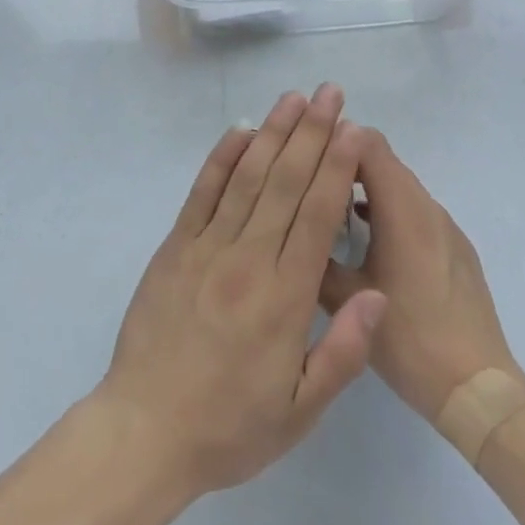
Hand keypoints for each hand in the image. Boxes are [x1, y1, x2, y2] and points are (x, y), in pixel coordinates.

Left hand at [93, 85, 387, 499]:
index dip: (336, 166)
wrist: (145, 431)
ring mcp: (207, 246)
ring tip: (294, 99)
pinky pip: (202, 191)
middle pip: (285, 183)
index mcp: (283, 299)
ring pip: (247, 176)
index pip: (316, 216)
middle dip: (312, 133)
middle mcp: (247, 259)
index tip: (352, 129)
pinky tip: (241, 129)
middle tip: (330, 93)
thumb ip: (343, 351)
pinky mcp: (176, 244)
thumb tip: (379, 294)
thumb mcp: (299, 411)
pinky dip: (222, 157)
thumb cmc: (230, 425)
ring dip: (273, 133)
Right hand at [319, 130, 524, 422]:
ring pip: (399, 184)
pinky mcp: (455, 247)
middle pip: (383, 158)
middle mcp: (426, 205)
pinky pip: (415, 209)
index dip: (334, 139)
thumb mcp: (348, 301)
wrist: (480, 389)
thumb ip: (317, 257)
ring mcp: (445, 225)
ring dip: (367, 186)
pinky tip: (367, 238)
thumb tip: (292, 228)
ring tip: (332, 207)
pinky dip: (388, 208)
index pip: (367, 142)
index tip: (305, 153)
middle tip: (311, 178)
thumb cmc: (410, 339)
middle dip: (345, 160)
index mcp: (402, 208)